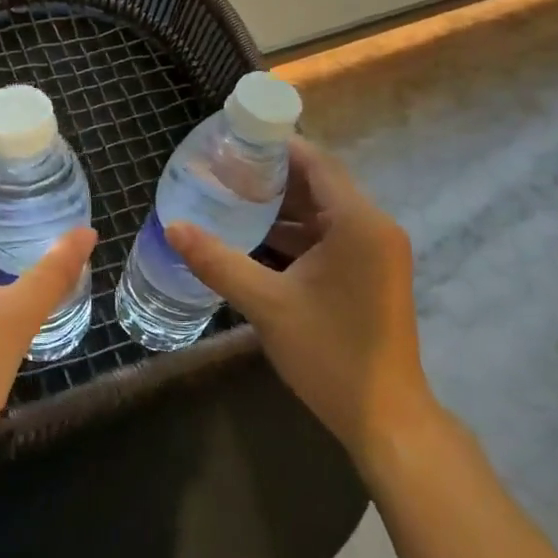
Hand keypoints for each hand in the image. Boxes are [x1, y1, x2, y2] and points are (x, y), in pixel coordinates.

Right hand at [166, 138, 431, 467]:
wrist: (385, 418)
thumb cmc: (329, 353)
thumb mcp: (266, 304)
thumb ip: (217, 261)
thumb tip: (172, 227)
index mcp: (358, 222)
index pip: (316, 162)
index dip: (276, 146)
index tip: (234, 140)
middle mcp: (373, 227)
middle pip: (319, 184)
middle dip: (272, 176)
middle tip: (223, 169)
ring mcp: (376, 252)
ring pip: (324, 212)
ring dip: (283, 206)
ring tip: (231, 198)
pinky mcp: (371, 273)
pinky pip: (330, 237)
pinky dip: (297, 233)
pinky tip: (257, 238)